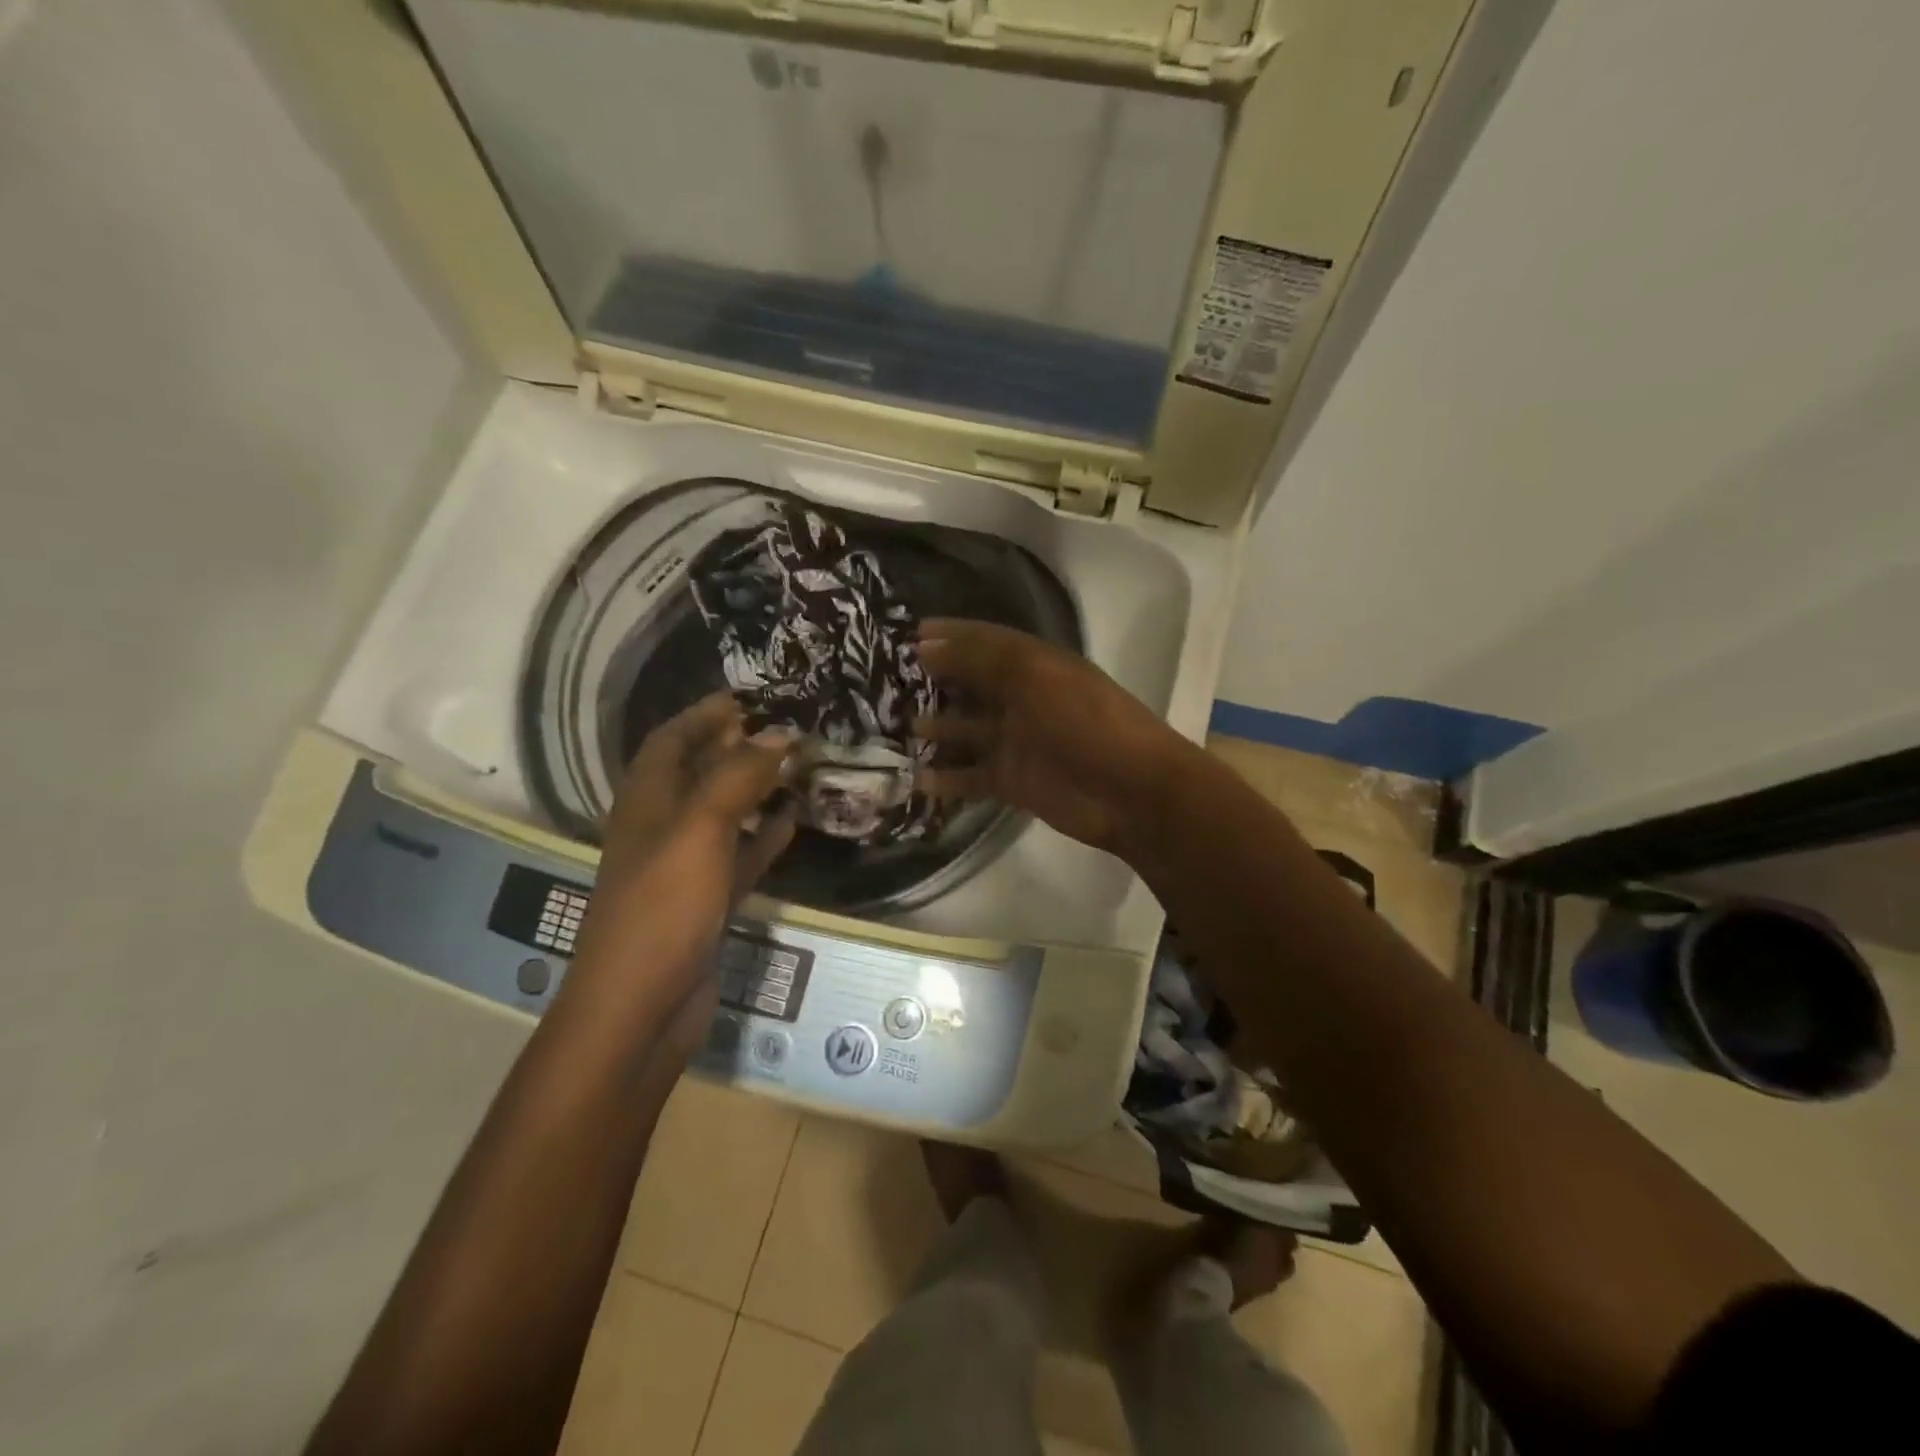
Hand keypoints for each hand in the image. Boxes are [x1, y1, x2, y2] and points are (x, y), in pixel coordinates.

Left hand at [573, 693, 796, 1015]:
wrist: (639, 1007)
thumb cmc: (661, 907)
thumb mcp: (699, 830)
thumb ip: (738, 778)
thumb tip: (779, 734)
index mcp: (646, 801)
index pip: (671, 740)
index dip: (704, 715)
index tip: (749, 697)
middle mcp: (661, 827)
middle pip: (699, 773)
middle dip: (737, 748)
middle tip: (787, 730)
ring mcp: (684, 867)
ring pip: (724, 814)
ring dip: (756, 791)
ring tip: (799, 769)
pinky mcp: (706, 901)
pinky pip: (739, 856)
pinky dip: (764, 837)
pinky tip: (794, 823)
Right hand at [913, 619, 1197, 858]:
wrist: (1130, 792)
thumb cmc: (1086, 722)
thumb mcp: (1035, 676)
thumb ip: (981, 660)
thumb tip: (927, 646)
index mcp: (1037, 666)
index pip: (987, 642)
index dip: (952, 635)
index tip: (912, 634)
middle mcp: (1024, 700)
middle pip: (974, 685)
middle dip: (938, 681)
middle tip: (893, 682)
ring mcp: (1018, 743)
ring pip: (968, 731)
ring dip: (937, 728)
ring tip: (899, 726)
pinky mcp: (1014, 782)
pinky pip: (972, 777)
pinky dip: (946, 779)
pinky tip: (915, 778)